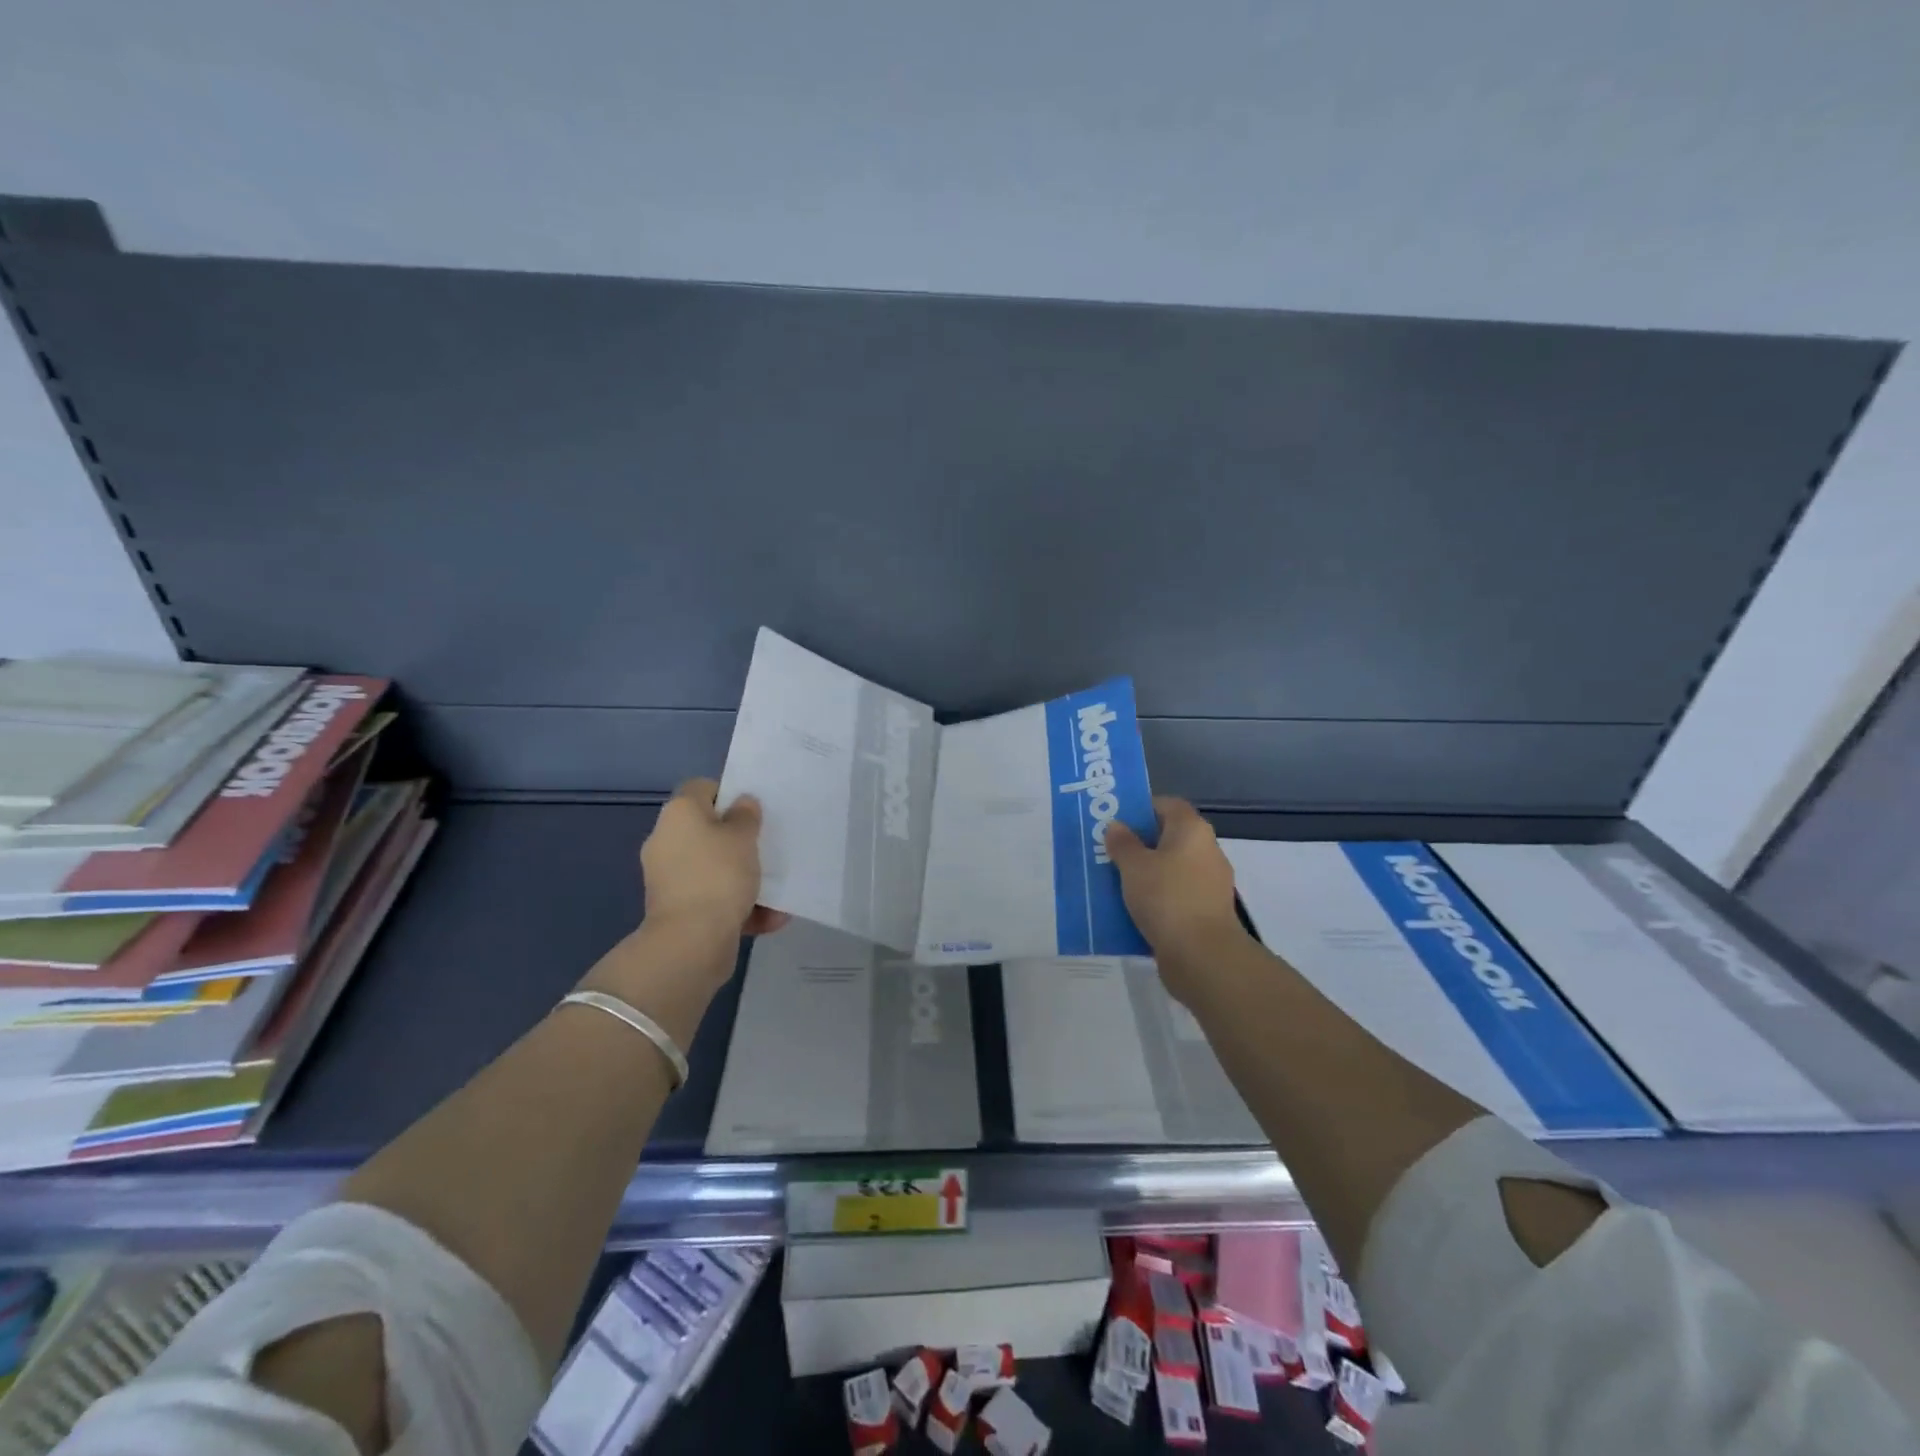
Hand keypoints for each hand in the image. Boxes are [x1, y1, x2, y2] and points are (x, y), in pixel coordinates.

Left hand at [640, 779, 789, 938]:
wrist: (691, 941)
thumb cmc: (719, 875)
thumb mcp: (743, 837)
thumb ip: (746, 816)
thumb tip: (741, 804)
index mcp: (679, 814)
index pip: (702, 789)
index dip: (728, 794)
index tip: (754, 812)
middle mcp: (667, 842)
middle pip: (708, 831)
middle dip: (740, 841)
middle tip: (768, 846)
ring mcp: (671, 879)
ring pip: (715, 869)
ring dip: (745, 878)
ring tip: (776, 888)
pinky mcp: (679, 911)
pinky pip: (715, 899)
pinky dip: (740, 907)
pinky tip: (770, 917)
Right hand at [1105, 797, 1249, 997]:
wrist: (1202, 955)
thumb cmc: (1166, 898)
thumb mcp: (1134, 866)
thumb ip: (1123, 843)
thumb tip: (1117, 826)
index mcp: (1192, 830)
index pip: (1168, 805)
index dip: (1142, 808)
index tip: (1116, 821)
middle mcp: (1206, 850)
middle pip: (1169, 837)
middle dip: (1140, 843)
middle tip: (1108, 851)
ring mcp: (1209, 883)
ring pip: (1171, 869)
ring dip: (1147, 873)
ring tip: (1115, 881)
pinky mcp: (1206, 911)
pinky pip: (1175, 895)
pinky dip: (1157, 898)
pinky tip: (1132, 909)